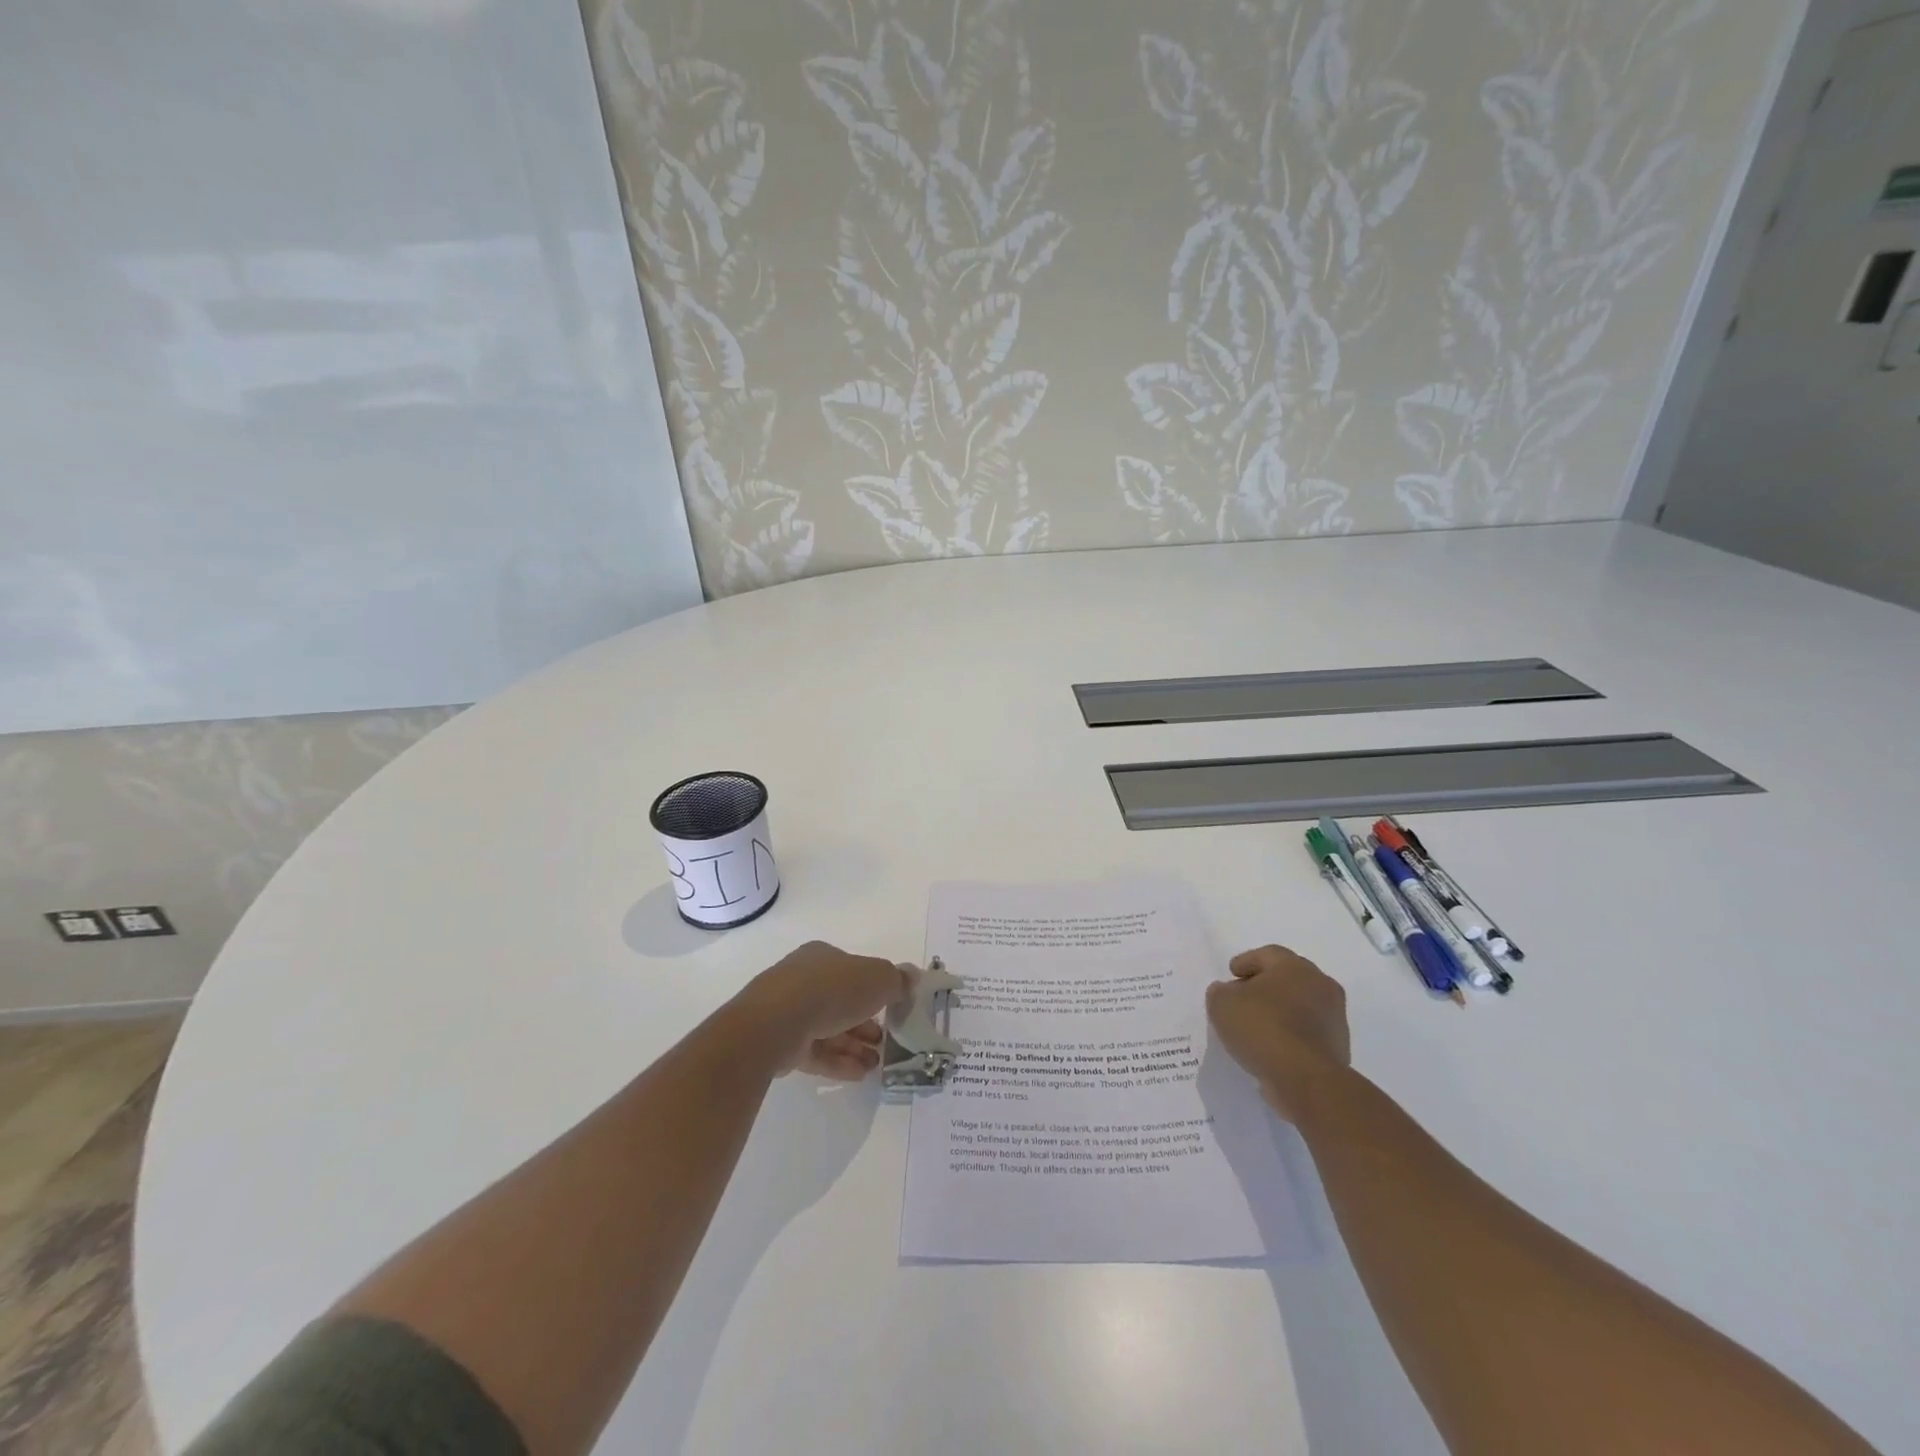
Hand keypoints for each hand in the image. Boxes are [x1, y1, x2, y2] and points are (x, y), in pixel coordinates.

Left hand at [734, 941, 907, 1080]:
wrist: (776, 1023)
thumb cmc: (831, 990)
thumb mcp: (878, 978)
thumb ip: (897, 979)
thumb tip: (912, 976)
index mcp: (823, 957)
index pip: (853, 971)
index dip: (875, 990)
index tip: (893, 1010)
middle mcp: (803, 980)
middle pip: (842, 1001)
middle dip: (866, 1022)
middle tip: (886, 1041)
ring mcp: (788, 1012)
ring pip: (829, 1028)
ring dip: (855, 1045)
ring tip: (877, 1064)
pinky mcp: (780, 1043)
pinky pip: (815, 1051)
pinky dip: (838, 1062)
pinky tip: (859, 1075)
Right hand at [1205, 945, 1351, 1121]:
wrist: (1306, 1079)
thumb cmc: (1262, 1028)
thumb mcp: (1222, 1003)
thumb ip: (1220, 992)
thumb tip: (1227, 992)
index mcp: (1295, 967)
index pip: (1268, 954)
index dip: (1246, 962)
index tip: (1232, 973)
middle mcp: (1321, 986)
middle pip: (1288, 978)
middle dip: (1265, 985)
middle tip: (1243, 996)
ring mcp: (1334, 1019)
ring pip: (1300, 1006)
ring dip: (1280, 1012)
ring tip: (1256, 1026)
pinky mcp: (1338, 1048)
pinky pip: (1307, 1033)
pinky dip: (1290, 1036)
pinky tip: (1271, 1047)